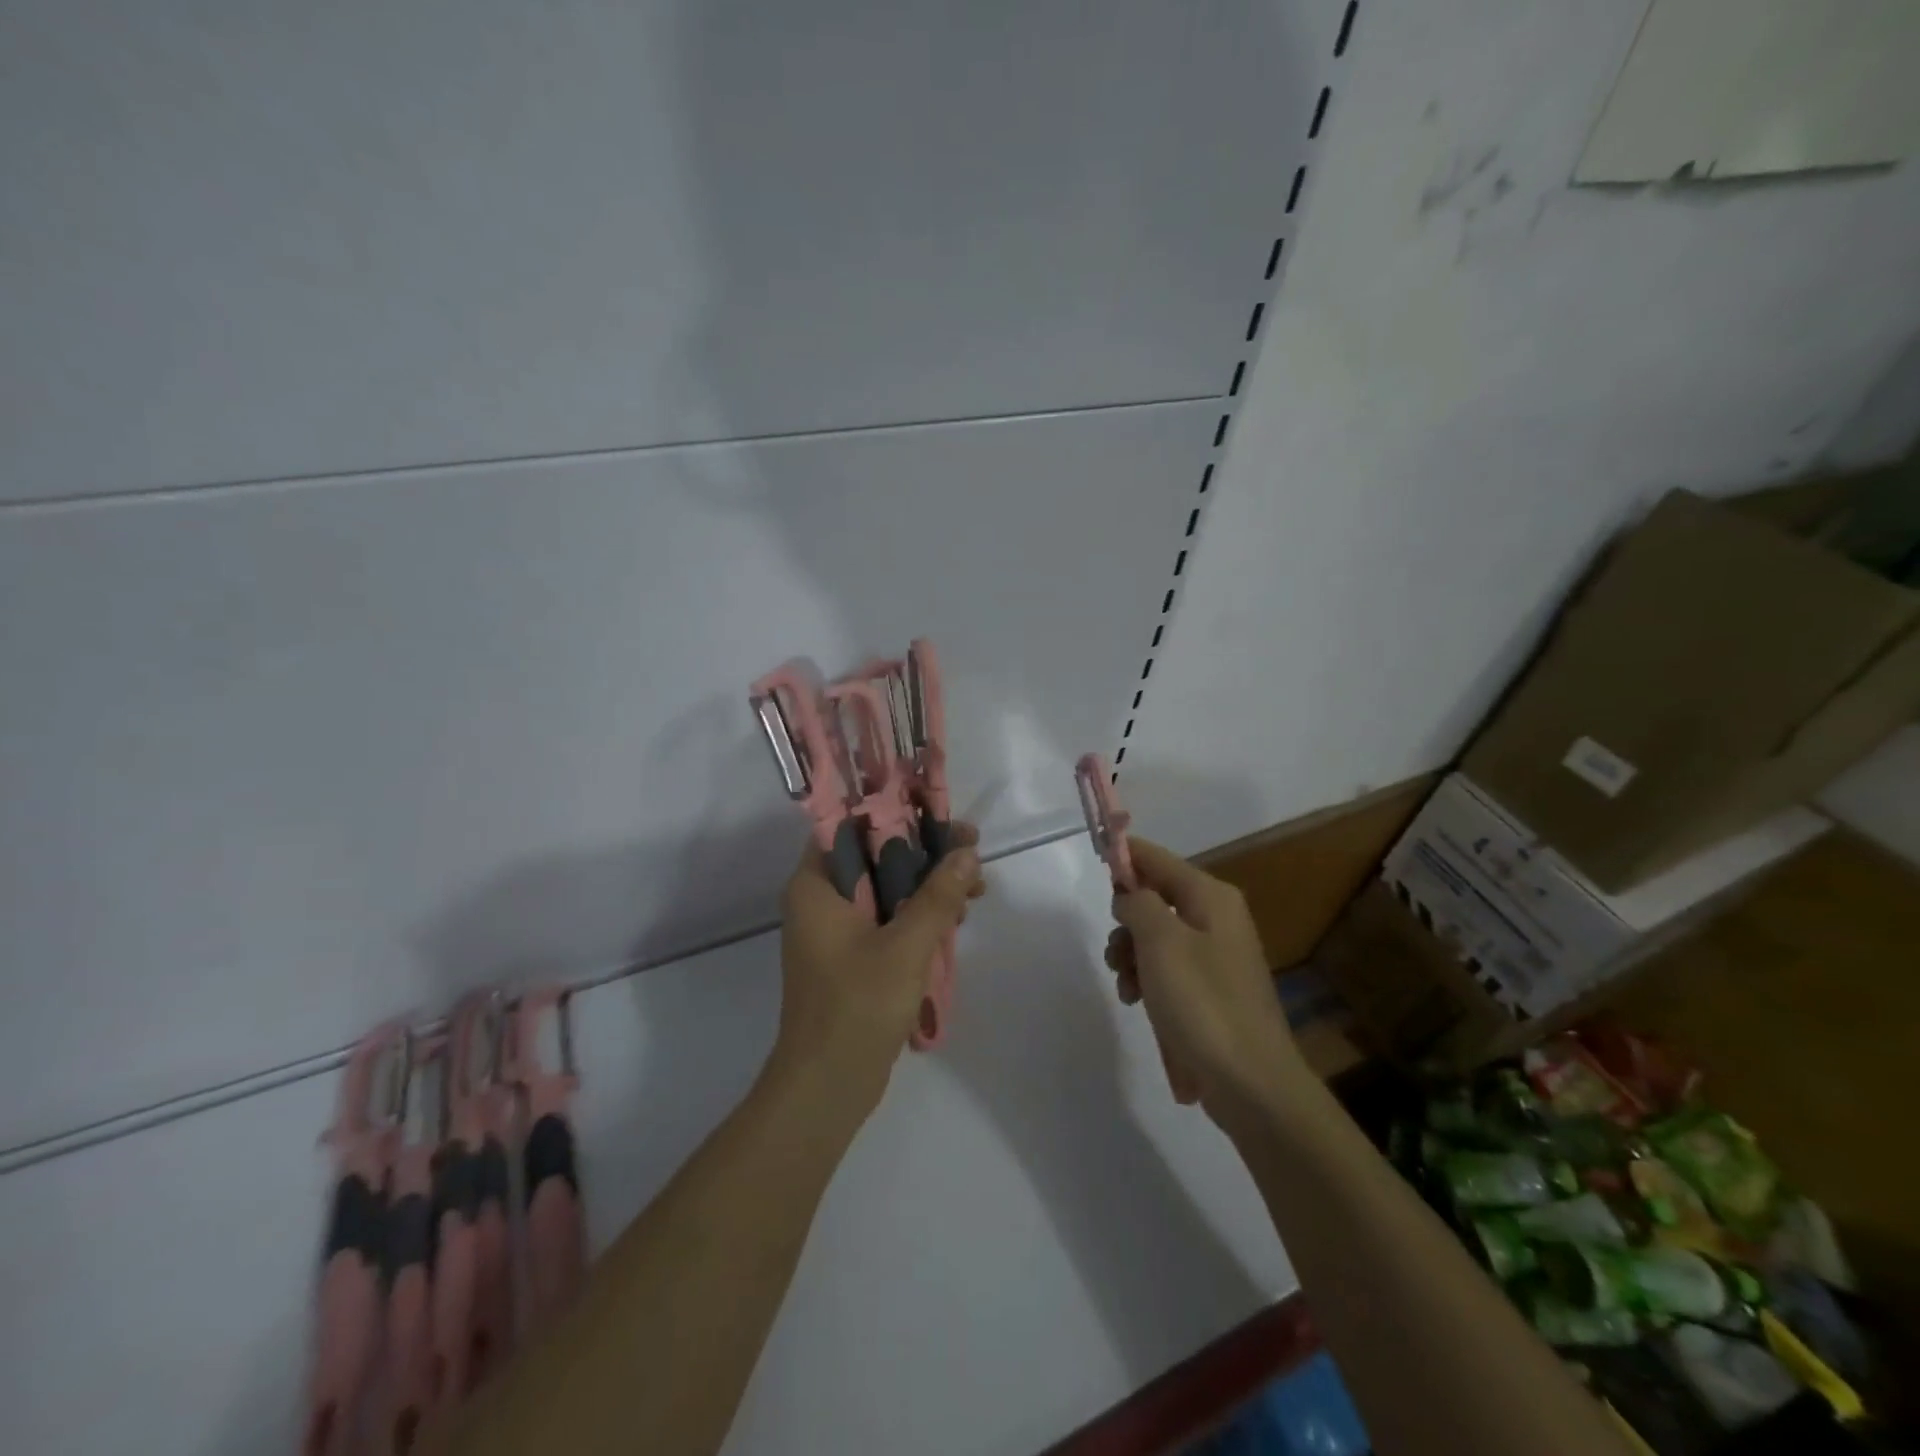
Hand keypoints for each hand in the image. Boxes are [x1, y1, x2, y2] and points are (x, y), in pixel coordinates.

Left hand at [774, 824, 984, 1121]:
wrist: (827, 1086)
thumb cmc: (857, 1006)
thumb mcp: (905, 945)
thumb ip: (938, 896)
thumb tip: (967, 852)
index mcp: (816, 886)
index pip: (850, 825)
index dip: (894, 812)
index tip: (938, 813)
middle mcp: (821, 900)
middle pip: (875, 856)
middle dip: (925, 852)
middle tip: (972, 850)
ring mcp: (837, 931)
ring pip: (887, 888)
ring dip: (928, 885)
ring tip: (976, 888)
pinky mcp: (853, 957)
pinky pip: (888, 919)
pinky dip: (919, 915)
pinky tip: (956, 919)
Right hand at [1104, 837, 1303, 1120]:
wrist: (1250, 1083)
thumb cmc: (1202, 1002)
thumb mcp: (1160, 941)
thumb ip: (1137, 903)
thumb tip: (1129, 896)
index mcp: (1211, 897)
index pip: (1157, 858)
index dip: (1124, 856)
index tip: (1094, 863)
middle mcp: (1217, 919)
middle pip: (1154, 900)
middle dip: (1126, 924)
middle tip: (1116, 953)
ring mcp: (1216, 957)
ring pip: (1156, 938)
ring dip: (1132, 958)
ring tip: (1127, 990)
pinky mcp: (1212, 992)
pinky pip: (1169, 970)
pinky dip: (1148, 982)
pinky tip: (1138, 1005)